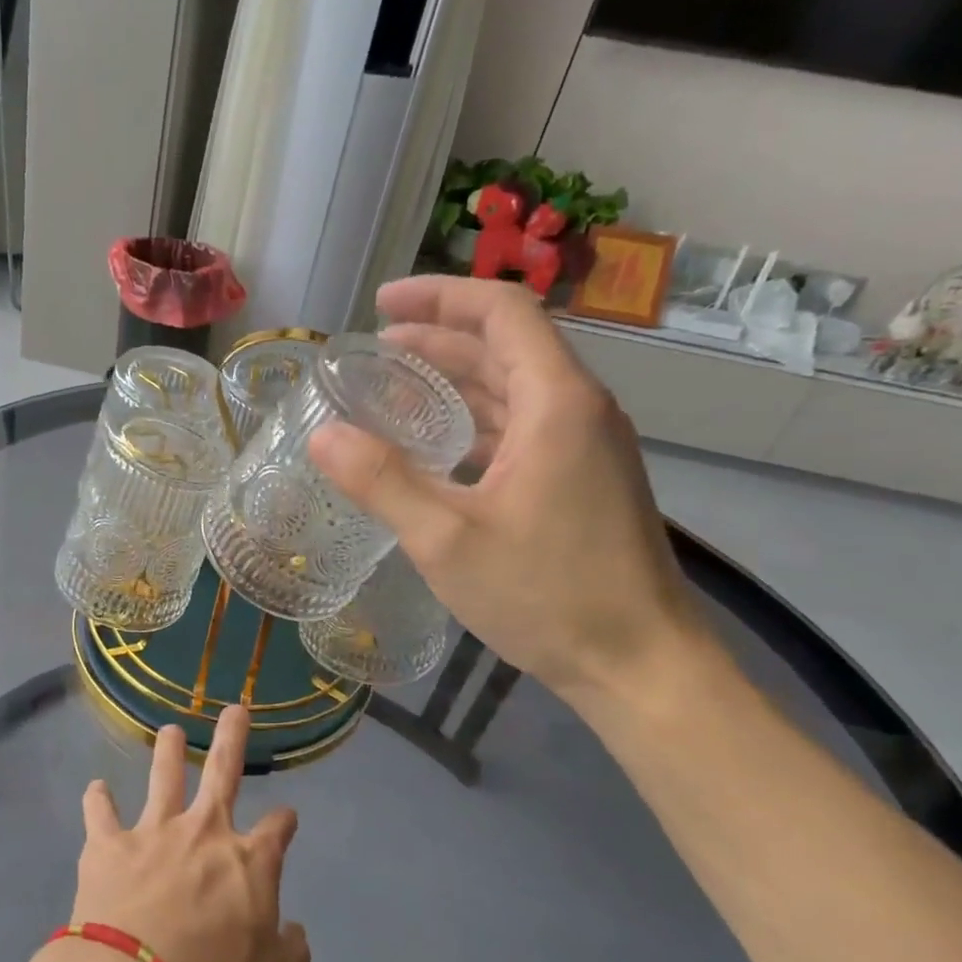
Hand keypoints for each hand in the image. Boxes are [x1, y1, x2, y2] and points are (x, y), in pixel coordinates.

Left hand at [72, 707, 309, 961]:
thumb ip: (291, 954)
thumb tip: (296, 933)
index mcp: (249, 861)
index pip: (277, 830)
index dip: (284, 822)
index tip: (286, 819)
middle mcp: (204, 832)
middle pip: (222, 772)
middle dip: (231, 737)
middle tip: (235, 709)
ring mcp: (154, 831)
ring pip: (163, 777)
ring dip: (167, 751)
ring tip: (170, 731)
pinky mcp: (109, 844)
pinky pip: (100, 812)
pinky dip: (98, 800)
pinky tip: (96, 789)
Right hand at [308, 276, 706, 703]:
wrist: (639, 664)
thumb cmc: (547, 595)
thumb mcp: (446, 539)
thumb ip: (382, 481)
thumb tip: (322, 435)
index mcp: (557, 404)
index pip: (501, 313)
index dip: (439, 297)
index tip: (381, 305)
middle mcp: (578, 411)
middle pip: (506, 347)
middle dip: (438, 338)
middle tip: (373, 347)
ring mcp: (584, 449)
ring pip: (513, 390)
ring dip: (455, 380)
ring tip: (392, 387)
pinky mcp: (581, 482)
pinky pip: (521, 428)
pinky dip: (474, 422)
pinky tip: (435, 447)